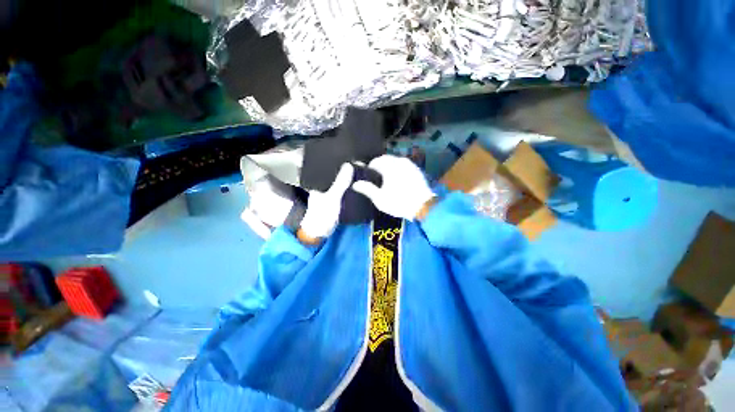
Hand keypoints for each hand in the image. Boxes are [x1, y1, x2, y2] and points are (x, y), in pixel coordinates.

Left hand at [298, 163, 353, 240]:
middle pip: (334, 174)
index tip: (348, 155)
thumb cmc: (322, 215)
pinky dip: (348, 186)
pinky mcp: (335, 200)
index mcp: (318, 183)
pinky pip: (342, 190)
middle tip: (357, 161)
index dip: (337, 161)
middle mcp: (322, 186)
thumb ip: (340, 183)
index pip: (328, 167)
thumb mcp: (332, 198)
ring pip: (339, 182)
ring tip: (358, 170)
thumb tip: (349, 165)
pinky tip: (356, 183)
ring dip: (347, 177)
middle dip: (344, 168)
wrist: (321, 233)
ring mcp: (329, 193)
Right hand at [352, 155, 434, 219]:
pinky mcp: (416, 170)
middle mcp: (400, 161)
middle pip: (386, 159)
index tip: (368, 176)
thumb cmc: (399, 202)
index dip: (370, 168)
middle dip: (380, 167)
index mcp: (389, 166)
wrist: (423, 207)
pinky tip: (398, 181)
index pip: (375, 161)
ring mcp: (410, 165)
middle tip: (377, 179)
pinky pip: (404, 166)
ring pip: (395, 162)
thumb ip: (367, 189)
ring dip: (389, 168)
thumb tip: (355, 183)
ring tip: (386, 180)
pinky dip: (398, 170)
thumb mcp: (379, 198)